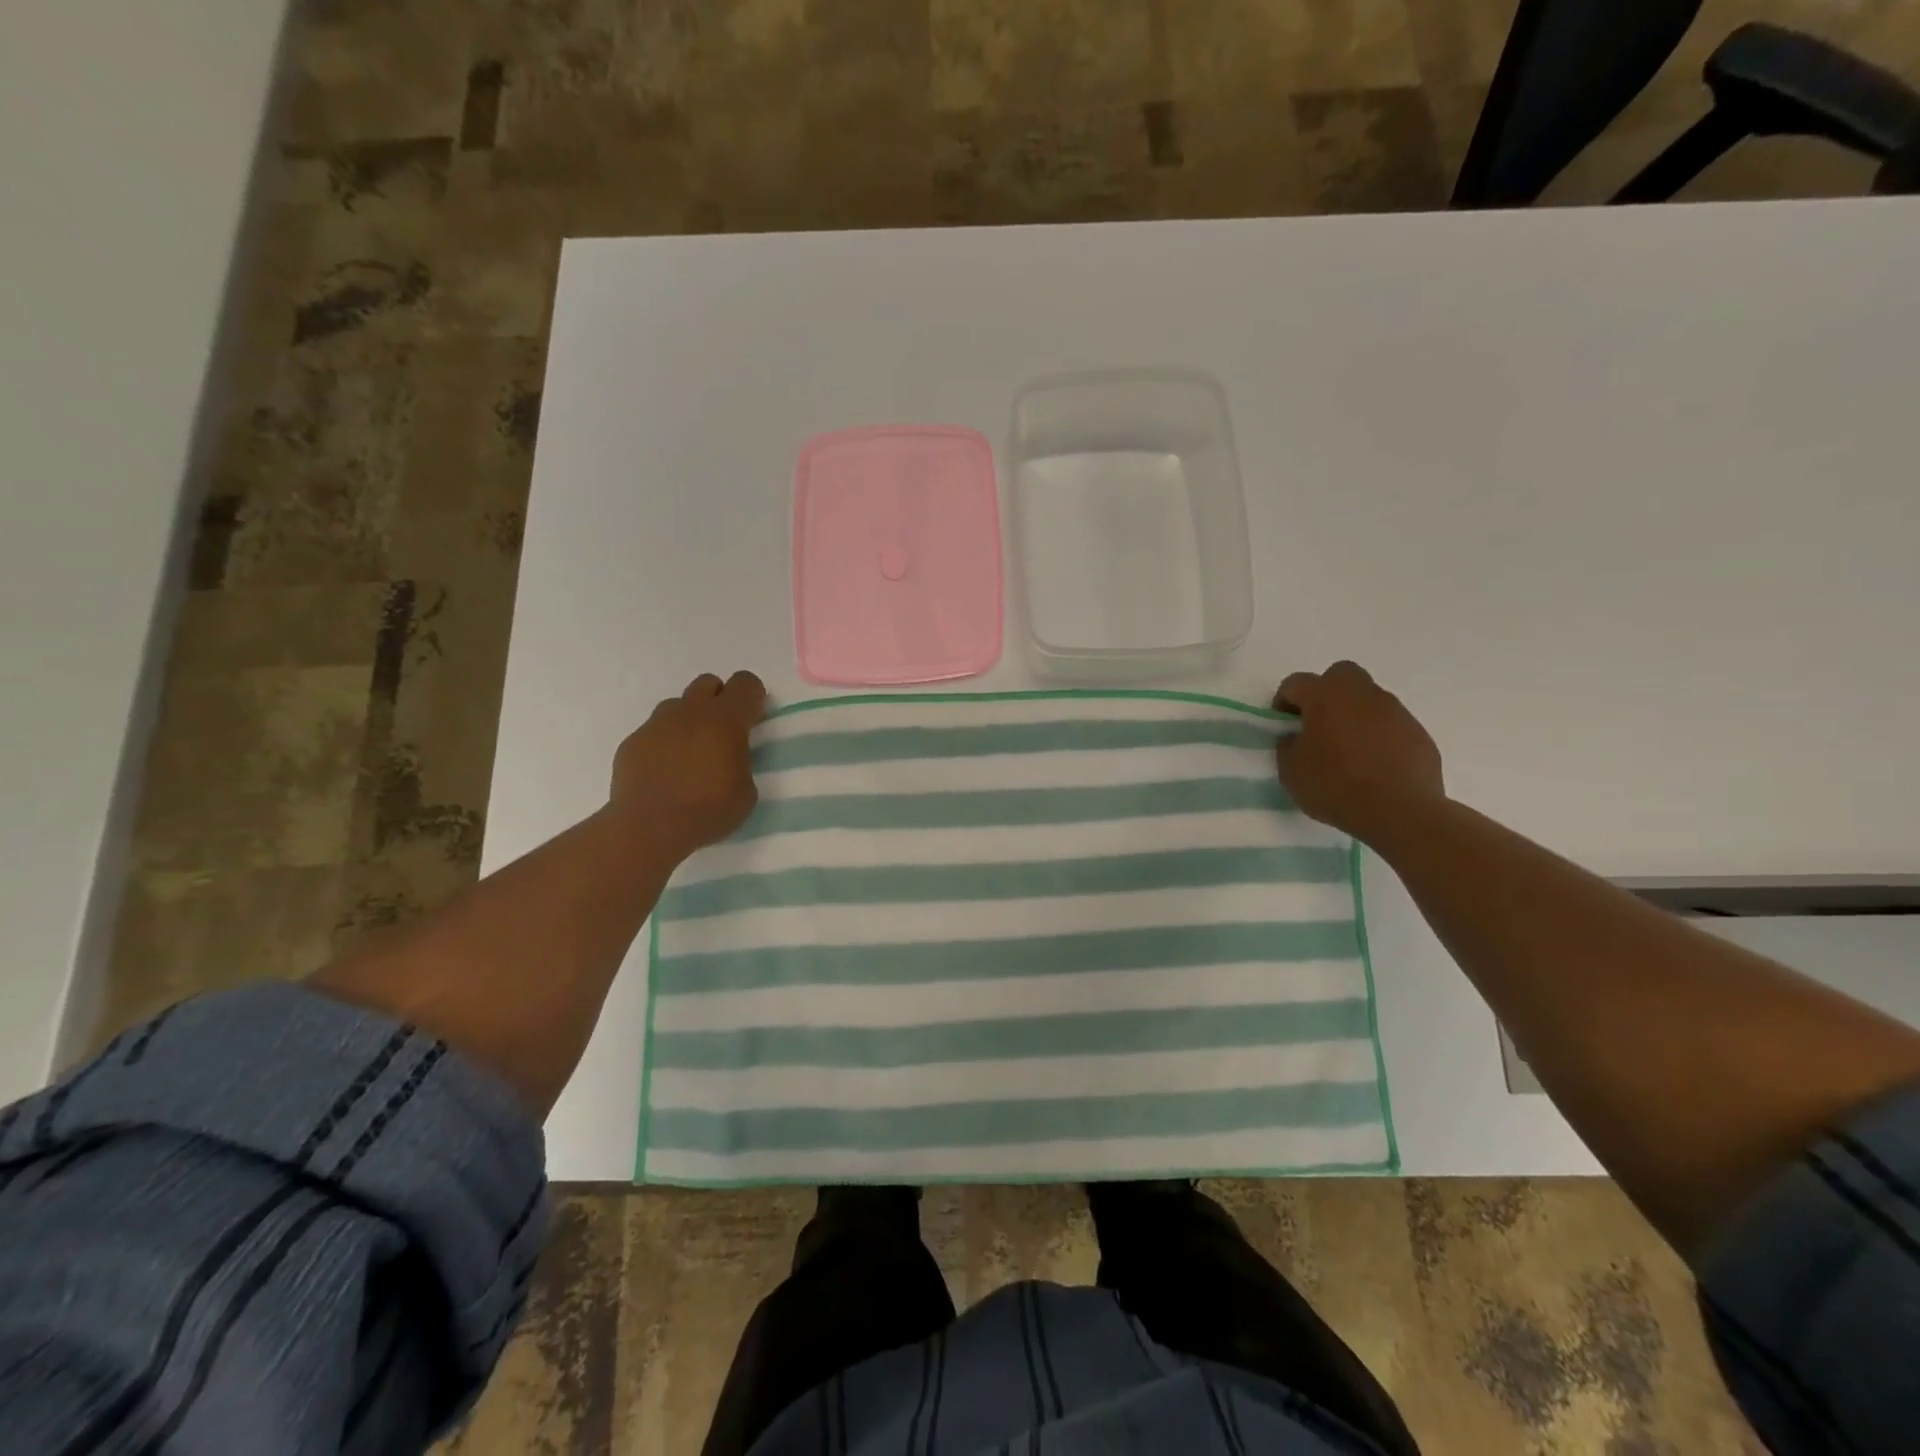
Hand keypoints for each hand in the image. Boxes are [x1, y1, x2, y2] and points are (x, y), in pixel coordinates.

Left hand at [611, 671, 766, 854]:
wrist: (649, 828)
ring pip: (677, 705)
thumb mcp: (746, 791)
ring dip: (689, 720)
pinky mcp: (633, 742)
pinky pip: (653, 731)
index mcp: (725, 720)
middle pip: (708, 683)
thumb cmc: (708, 810)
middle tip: (722, 733)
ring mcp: (656, 724)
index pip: (745, 683)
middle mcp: (690, 712)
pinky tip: (664, 771)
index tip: (753, 719)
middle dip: (719, 700)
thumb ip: (741, 762)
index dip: (752, 696)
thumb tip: (730, 758)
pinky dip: (663, 743)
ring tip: (690, 753)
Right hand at [1273, 661, 1444, 840]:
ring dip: (1354, 715)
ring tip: (1347, 751)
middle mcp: (1362, 694)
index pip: (1296, 683)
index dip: (1284, 701)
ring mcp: (1395, 711)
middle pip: (1340, 675)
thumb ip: (1288, 746)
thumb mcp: (1291, 771)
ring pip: (1368, 699)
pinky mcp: (1418, 732)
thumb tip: (1296, 738)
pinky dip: (1378, 736)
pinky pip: (1390, 724)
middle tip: (1318, 724)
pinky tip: (1373, 765)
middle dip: (1325, 693)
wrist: (1400, 811)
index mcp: (1326, 697)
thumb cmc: (1335, 786)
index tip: (1283, 726)